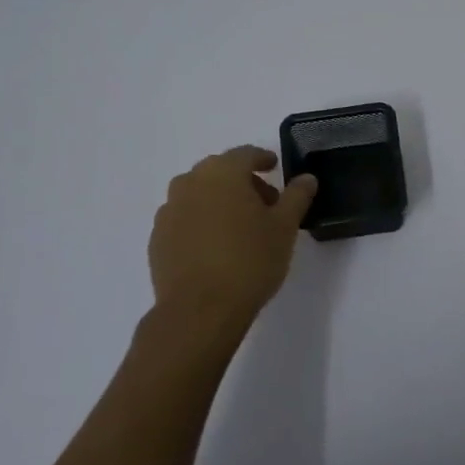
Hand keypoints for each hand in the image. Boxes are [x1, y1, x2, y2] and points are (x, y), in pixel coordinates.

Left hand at [148, 147, 316, 332]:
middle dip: (243, 181)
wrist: (199, 310)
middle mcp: (190, 183)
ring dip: (220, 200)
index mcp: (222, 173)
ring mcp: (169, 210)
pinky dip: (201, 221)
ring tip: (240, 227)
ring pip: (199, 193)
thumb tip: (306, 178)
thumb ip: (296, 196)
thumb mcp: (285, 227)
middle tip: (265, 203)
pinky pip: (184, 218)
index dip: (263, 158)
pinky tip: (216, 246)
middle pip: (219, 171)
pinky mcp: (157, 238)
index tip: (275, 168)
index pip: (245, 154)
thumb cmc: (249, 261)